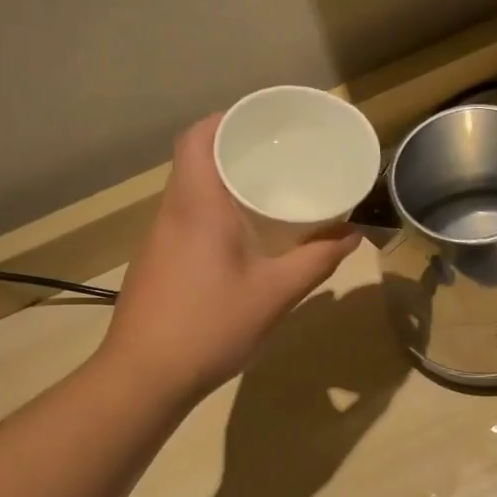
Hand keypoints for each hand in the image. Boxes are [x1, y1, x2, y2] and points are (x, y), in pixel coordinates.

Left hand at [101, 114, 360, 401]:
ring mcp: (158, 240)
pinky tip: (241, 240)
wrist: (144, 377)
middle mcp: (172, 212)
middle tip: (279, 157)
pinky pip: (186, 220)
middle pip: (194, 160)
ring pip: (189, 192)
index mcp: (197, 205)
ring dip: (223, 184)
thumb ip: (316, 261)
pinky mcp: (156, 264)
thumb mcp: (275, 294)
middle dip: (234, 150)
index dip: (227, 120)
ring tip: (267, 193)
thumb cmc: (210, 326)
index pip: (198, 138)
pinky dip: (214, 214)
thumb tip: (352, 235)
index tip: (263, 123)